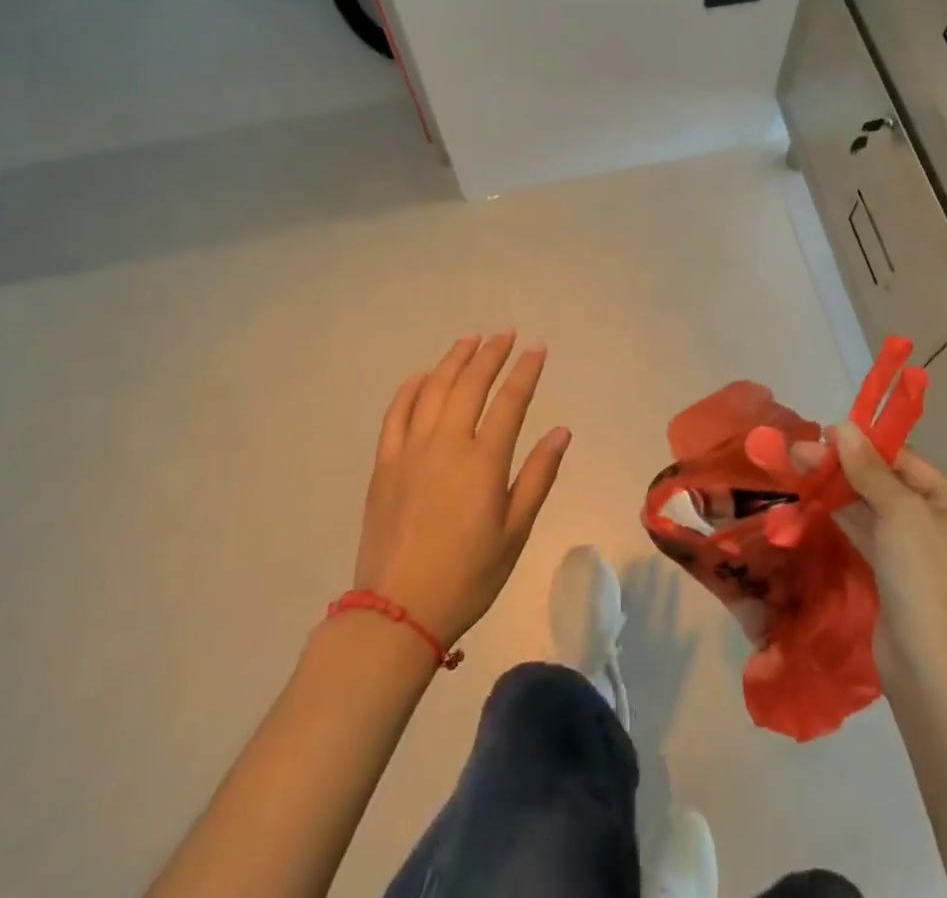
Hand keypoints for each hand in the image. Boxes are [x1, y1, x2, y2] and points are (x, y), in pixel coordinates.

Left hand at [354, 334, 569, 646]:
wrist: (397, 612)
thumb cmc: (468, 575)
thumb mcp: (515, 531)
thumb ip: (538, 476)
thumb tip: (561, 431)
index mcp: (483, 461)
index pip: (510, 400)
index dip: (526, 370)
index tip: (537, 348)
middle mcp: (447, 444)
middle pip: (470, 384)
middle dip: (491, 354)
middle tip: (505, 334)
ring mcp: (411, 451)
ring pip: (433, 389)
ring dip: (453, 360)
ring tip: (470, 340)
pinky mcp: (384, 464)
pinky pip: (396, 413)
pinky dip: (411, 388)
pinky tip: (423, 376)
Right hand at [801, 423, 946, 689]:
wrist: (929, 669)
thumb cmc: (923, 578)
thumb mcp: (899, 513)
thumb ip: (868, 469)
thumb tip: (843, 427)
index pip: (906, 461)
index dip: (865, 445)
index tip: (824, 432)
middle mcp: (943, 523)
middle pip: (888, 482)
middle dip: (845, 467)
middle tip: (801, 451)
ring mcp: (919, 552)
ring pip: (874, 508)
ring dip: (839, 489)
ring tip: (800, 467)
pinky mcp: (896, 574)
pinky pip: (869, 533)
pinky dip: (843, 516)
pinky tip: (814, 499)